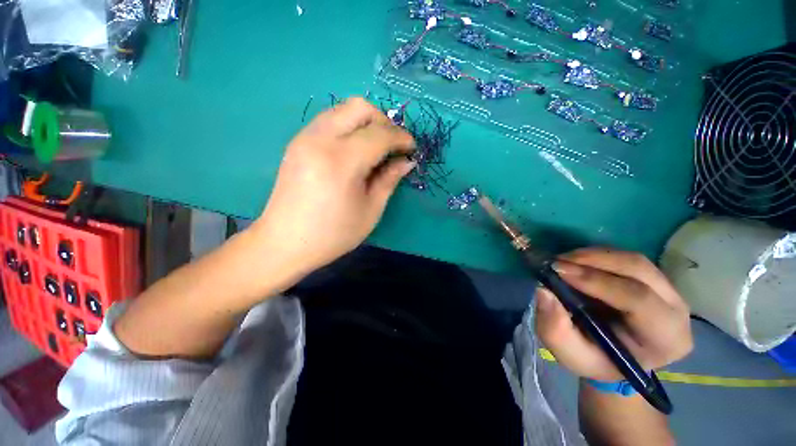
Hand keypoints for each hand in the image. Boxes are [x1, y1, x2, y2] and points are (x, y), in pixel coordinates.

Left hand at [252, 97, 415, 278]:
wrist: (285, 242)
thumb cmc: (333, 233)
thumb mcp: (370, 210)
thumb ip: (389, 179)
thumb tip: (406, 161)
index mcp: (341, 160)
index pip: (379, 134)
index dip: (401, 138)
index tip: (412, 148)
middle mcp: (320, 139)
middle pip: (359, 107)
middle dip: (384, 121)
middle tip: (393, 145)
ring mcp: (305, 137)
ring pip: (343, 109)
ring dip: (366, 122)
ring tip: (376, 147)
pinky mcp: (297, 142)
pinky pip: (330, 120)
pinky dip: (349, 127)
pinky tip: (355, 149)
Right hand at [535, 248, 692, 380]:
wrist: (613, 357)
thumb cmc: (595, 360)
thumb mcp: (570, 354)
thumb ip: (556, 329)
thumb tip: (544, 291)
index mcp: (665, 338)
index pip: (638, 299)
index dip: (596, 281)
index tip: (557, 271)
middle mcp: (676, 309)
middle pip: (638, 270)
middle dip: (593, 260)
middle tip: (557, 261)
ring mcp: (669, 291)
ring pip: (633, 260)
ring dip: (593, 255)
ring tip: (563, 260)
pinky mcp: (654, 279)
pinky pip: (627, 259)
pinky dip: (597, 255)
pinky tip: (576, 262)